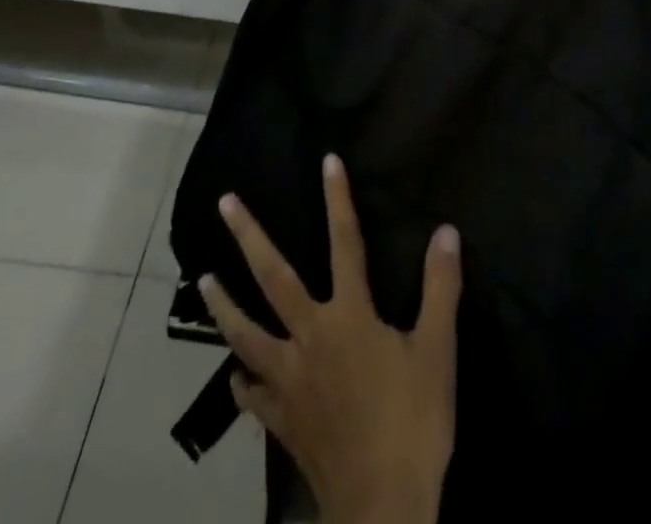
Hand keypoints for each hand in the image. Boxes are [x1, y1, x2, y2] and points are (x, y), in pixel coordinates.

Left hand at [200, 155, 461, 523]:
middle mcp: (311, 336)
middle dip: (249, 236)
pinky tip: (234, 377)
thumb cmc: (413, 422)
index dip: (337, 199)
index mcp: (349, 316)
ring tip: (205, 280)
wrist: (382, 507)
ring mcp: (289, 379)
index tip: (327, 160)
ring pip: (247, 333)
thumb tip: (445, 231)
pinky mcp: (282, 419)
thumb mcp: (437, 351)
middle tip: (224, 204)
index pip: (345, 242)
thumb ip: (439, 288)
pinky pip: (254, 395)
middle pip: (274, 278)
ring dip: (224, 305)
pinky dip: (242, 382)